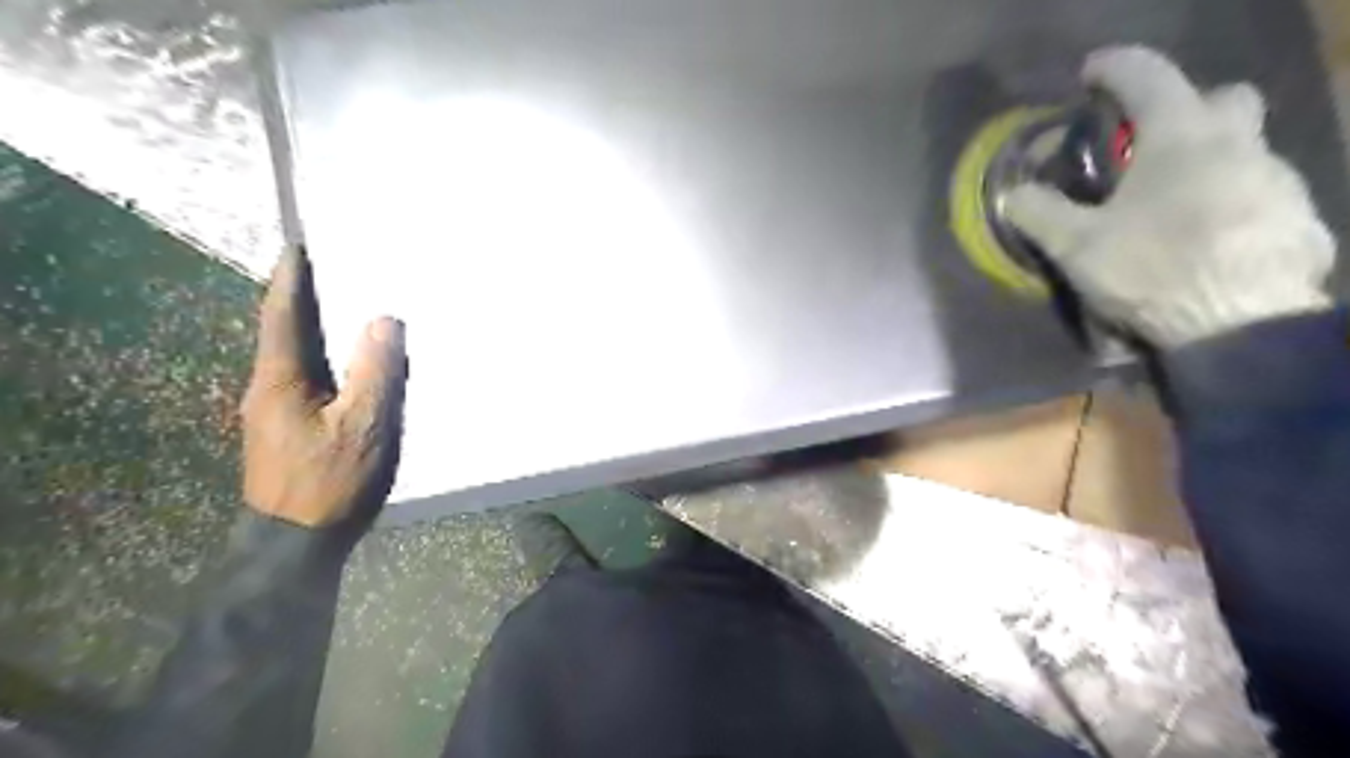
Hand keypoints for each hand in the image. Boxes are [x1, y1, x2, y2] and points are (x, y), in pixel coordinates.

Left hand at [244, 246, 408, 527]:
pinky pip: (307, 379)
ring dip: (315, 329)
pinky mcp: (286, 430)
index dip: (291, 280)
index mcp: (280, 380)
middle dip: (304, 300)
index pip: (284, 317)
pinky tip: (345, 363)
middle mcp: (268, 389)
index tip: (297, 246)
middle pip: (286, 333)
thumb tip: (384, 321)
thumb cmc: (328, 482)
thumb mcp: (363, 427)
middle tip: (330, 270)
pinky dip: (324, 359)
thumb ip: (375, 373)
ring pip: (296, 358)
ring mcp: (273, 412)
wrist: (293, 543)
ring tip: (341, 308)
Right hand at [1007, 47, 1331, 348]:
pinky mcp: (1297, 217)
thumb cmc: (1152, 270)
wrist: (1242, 324)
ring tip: (1167, 206)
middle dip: (1185, 107)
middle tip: (1146, 145)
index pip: (1149, 77)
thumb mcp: (1077, 246)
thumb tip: (1012, 193)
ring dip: (1206, 162)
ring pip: (1242, 149)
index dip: (1115, 67)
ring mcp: (1277, 179)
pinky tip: (1204, 238)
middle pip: (1220, 98)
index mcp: (1182, 139)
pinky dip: (1229, 201)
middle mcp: (1238, 144)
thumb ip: (1040, 213)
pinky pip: (1258, 193)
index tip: (1089, 72)